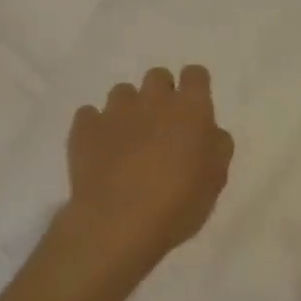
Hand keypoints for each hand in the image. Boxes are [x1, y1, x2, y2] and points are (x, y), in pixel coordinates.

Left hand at [61, 65, 233, 277]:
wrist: (118, 225)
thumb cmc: (178, 205)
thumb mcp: (215, 181)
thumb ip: (216, 147)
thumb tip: (209, 131)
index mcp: (191, 109)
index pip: (195, 75)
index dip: (194, 88)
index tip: (193, 111)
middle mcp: (153, 100)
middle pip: (158, 77)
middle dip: (161, 96)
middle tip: (161, 129)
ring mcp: (115, 111)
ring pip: (122, 92)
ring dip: (128, 110)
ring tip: (127, 143)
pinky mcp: (84, 127)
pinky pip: (90, 114)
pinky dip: (96, 127)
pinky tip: (100, 152)